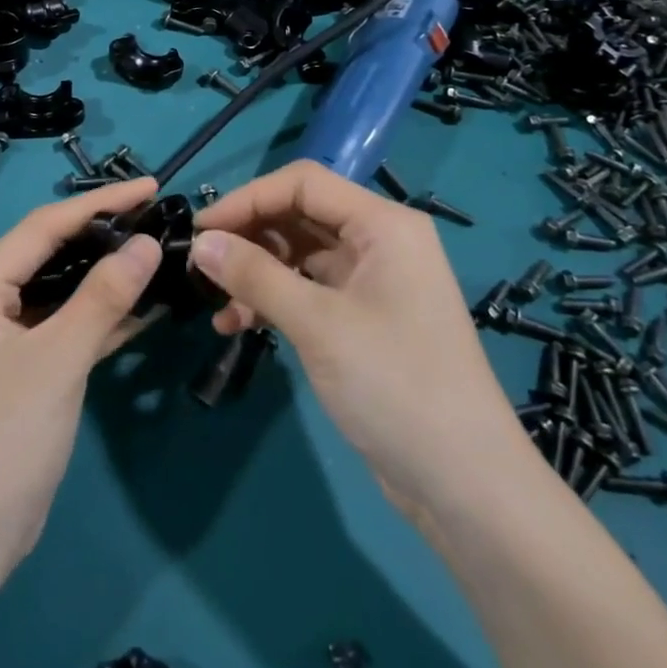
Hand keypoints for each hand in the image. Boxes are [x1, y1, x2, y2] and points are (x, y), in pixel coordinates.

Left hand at [0, 178, 162, 568]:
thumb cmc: (2, 439)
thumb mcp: (58, 360)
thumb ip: (104, 296)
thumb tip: (149, 243)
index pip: (43, 226)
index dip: (99, 203)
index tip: (150, 187)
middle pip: (51, 251)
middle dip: (104, 234)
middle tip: (157, 216)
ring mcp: (5, 335)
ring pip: (63, 288)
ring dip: (107, 274)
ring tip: (158, 250)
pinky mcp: (26, 366)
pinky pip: (67, 324)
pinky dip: (102, 315)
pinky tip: (147, 304)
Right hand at [191, 161, 529, 519]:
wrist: (465, 484)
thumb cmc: (395, 384)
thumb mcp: (318, 324)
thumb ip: (255, 275)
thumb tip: (200, 242)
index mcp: (382, 223)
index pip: (303, 183)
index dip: (248, 198)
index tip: (202, 228)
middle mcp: (380, 241)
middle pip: (300, 216)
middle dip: (249, 236)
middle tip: (201, 263)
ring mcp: (373, 281)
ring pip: (300, 255)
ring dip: (256, 274)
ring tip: (215, 303)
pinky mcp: (364, 318)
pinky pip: (309, 291)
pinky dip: (274, 302)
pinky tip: (237, 326)